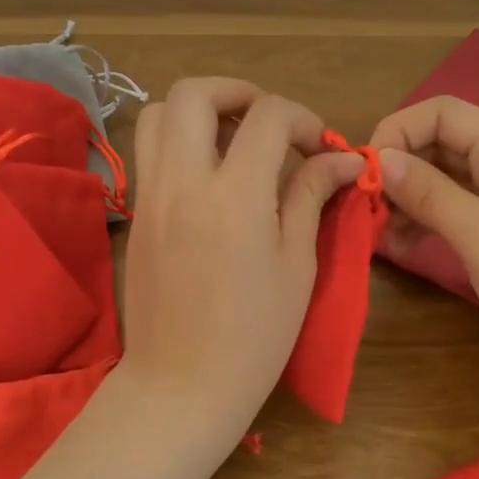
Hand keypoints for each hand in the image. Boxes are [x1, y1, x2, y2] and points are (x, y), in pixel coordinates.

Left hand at [120, 79, 364, 448]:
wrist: (181, 385)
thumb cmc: (253, 337)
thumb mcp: (296, 266)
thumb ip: (310, 197)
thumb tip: (341, 159)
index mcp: (235, 196)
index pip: (268, 116)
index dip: (302, 119)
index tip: (320, 149)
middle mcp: (183, 181)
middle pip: (194, 93)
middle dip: (238, 92)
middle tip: (269, 122)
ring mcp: (150, 194)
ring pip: (157, 113)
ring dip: (198, 110)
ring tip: (233, 139)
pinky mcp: (136, 213)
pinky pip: (147, 151)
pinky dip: (176, 140)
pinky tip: (209, 174)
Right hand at [368, 95, 478, 420]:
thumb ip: (429, 192)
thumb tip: (380, 157)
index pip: (443, 113)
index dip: (399, 130)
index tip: (364, 170)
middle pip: (440, 146)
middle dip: (398, 168)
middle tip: (363, 205)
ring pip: (442, 185)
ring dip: (405, 200)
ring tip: (376, 231)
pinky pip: (451, 219)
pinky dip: (421, 226)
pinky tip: (398, 249)